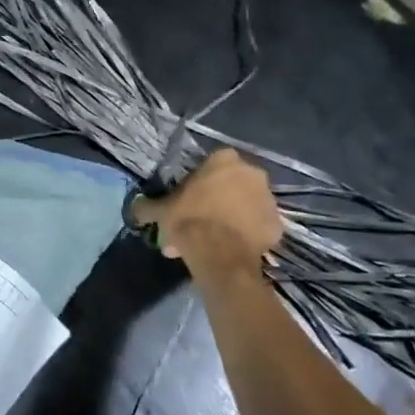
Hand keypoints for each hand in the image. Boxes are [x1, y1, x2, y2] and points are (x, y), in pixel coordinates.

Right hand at [129, 149, 282, 265]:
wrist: (219, 254)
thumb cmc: (189, 220)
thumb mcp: (160, 210)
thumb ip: (147, 206)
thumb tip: (136, 208)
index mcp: (225, 160)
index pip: (213, 163)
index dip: (201, 181)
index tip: (190, 198)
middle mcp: (252, 173)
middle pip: (233, 184)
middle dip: (219, 199)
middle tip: (201, 221)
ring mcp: (269, 199)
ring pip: (248, 205)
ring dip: (235, 216)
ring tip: (215, 239)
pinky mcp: (278, 225)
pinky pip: (260, 226)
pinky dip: (249, 234)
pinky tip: (231, 247)